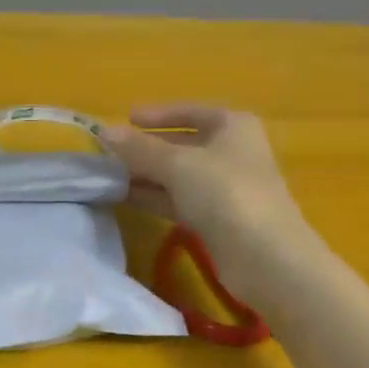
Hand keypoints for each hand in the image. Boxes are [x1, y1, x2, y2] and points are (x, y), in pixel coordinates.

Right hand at [103, 104, 310, 283]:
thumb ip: (139, 148)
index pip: (190, 111)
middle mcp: (232, 152)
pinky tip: (126, 198)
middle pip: (183, 144)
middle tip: (110, 152)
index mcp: (232, 126)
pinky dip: (156, 197)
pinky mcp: (218, 218)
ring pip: (179, 175)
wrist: (264, 255)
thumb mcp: (177, 164)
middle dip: (147, 148)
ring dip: (147, 175)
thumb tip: (104, 131)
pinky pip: (180, 200)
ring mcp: (226, 187)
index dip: (158, 114)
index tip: (127, 118)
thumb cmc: (225, 192)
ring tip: (109, 176)